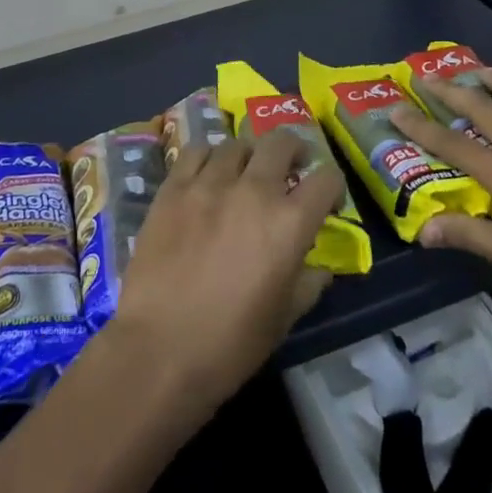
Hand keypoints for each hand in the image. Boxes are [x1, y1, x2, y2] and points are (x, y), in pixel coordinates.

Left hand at [108, 131, 343, 418]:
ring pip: (237, 144)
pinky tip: (206, 176)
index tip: (325, 201)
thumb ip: (308, 283)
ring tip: (243, 175)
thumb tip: (320, 267)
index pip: (326, 178)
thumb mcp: (284, 319)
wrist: (159, 350)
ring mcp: (209, 184)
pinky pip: (196, 152)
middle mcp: (254, 190)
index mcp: (289, 223)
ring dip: (248, 157)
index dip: (332, 186)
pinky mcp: (173, 188)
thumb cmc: (230, 344)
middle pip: (281, 142)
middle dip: (293, 151)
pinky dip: (208, 158)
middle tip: (289, 170)